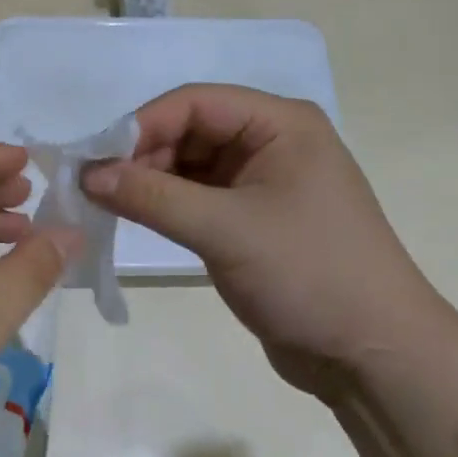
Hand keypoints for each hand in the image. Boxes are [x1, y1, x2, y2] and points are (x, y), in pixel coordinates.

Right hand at [82, 84, 451, 398]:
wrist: (371, 353)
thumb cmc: (308, 274)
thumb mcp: (225, 230)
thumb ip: (151, 197)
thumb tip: (86, 174)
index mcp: (280, 124)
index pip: (195, 103)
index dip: (142, 126)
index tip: (95, 162)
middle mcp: (272, 143)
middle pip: (190, 130)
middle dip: (142, 156)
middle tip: (96, 190)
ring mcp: (263, 183)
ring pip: (190, 165)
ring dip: (150, 182)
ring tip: (108, 207)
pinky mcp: (253, 220)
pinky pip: (199, 198)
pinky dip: (167, 206)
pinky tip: (137, 219)